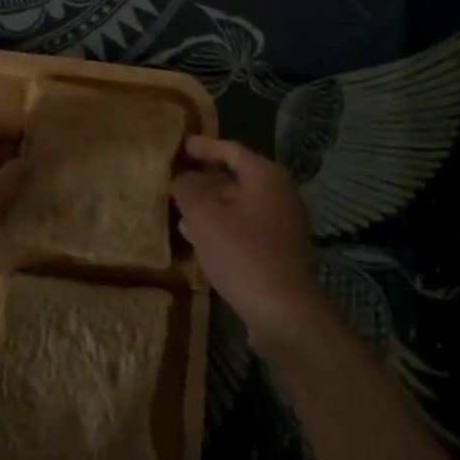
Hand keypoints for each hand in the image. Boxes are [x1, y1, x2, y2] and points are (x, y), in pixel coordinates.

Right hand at [172, 137, 326, 348]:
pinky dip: (222, 229)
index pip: (231, 150)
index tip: (182, 146)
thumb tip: (183, 178)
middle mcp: (279, 195)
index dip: (205, 147)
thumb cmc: (242, 253)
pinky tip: (198, 241)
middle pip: (236, 179)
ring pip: (239, 207)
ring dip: (210, 208)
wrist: (283, 313)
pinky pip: (245, 230)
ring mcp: (283, 226)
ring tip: (179, 213)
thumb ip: (188, 189)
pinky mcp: (279, 253)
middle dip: (205, 181)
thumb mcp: (204, 216)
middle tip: (176, 182)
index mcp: (266, 177)